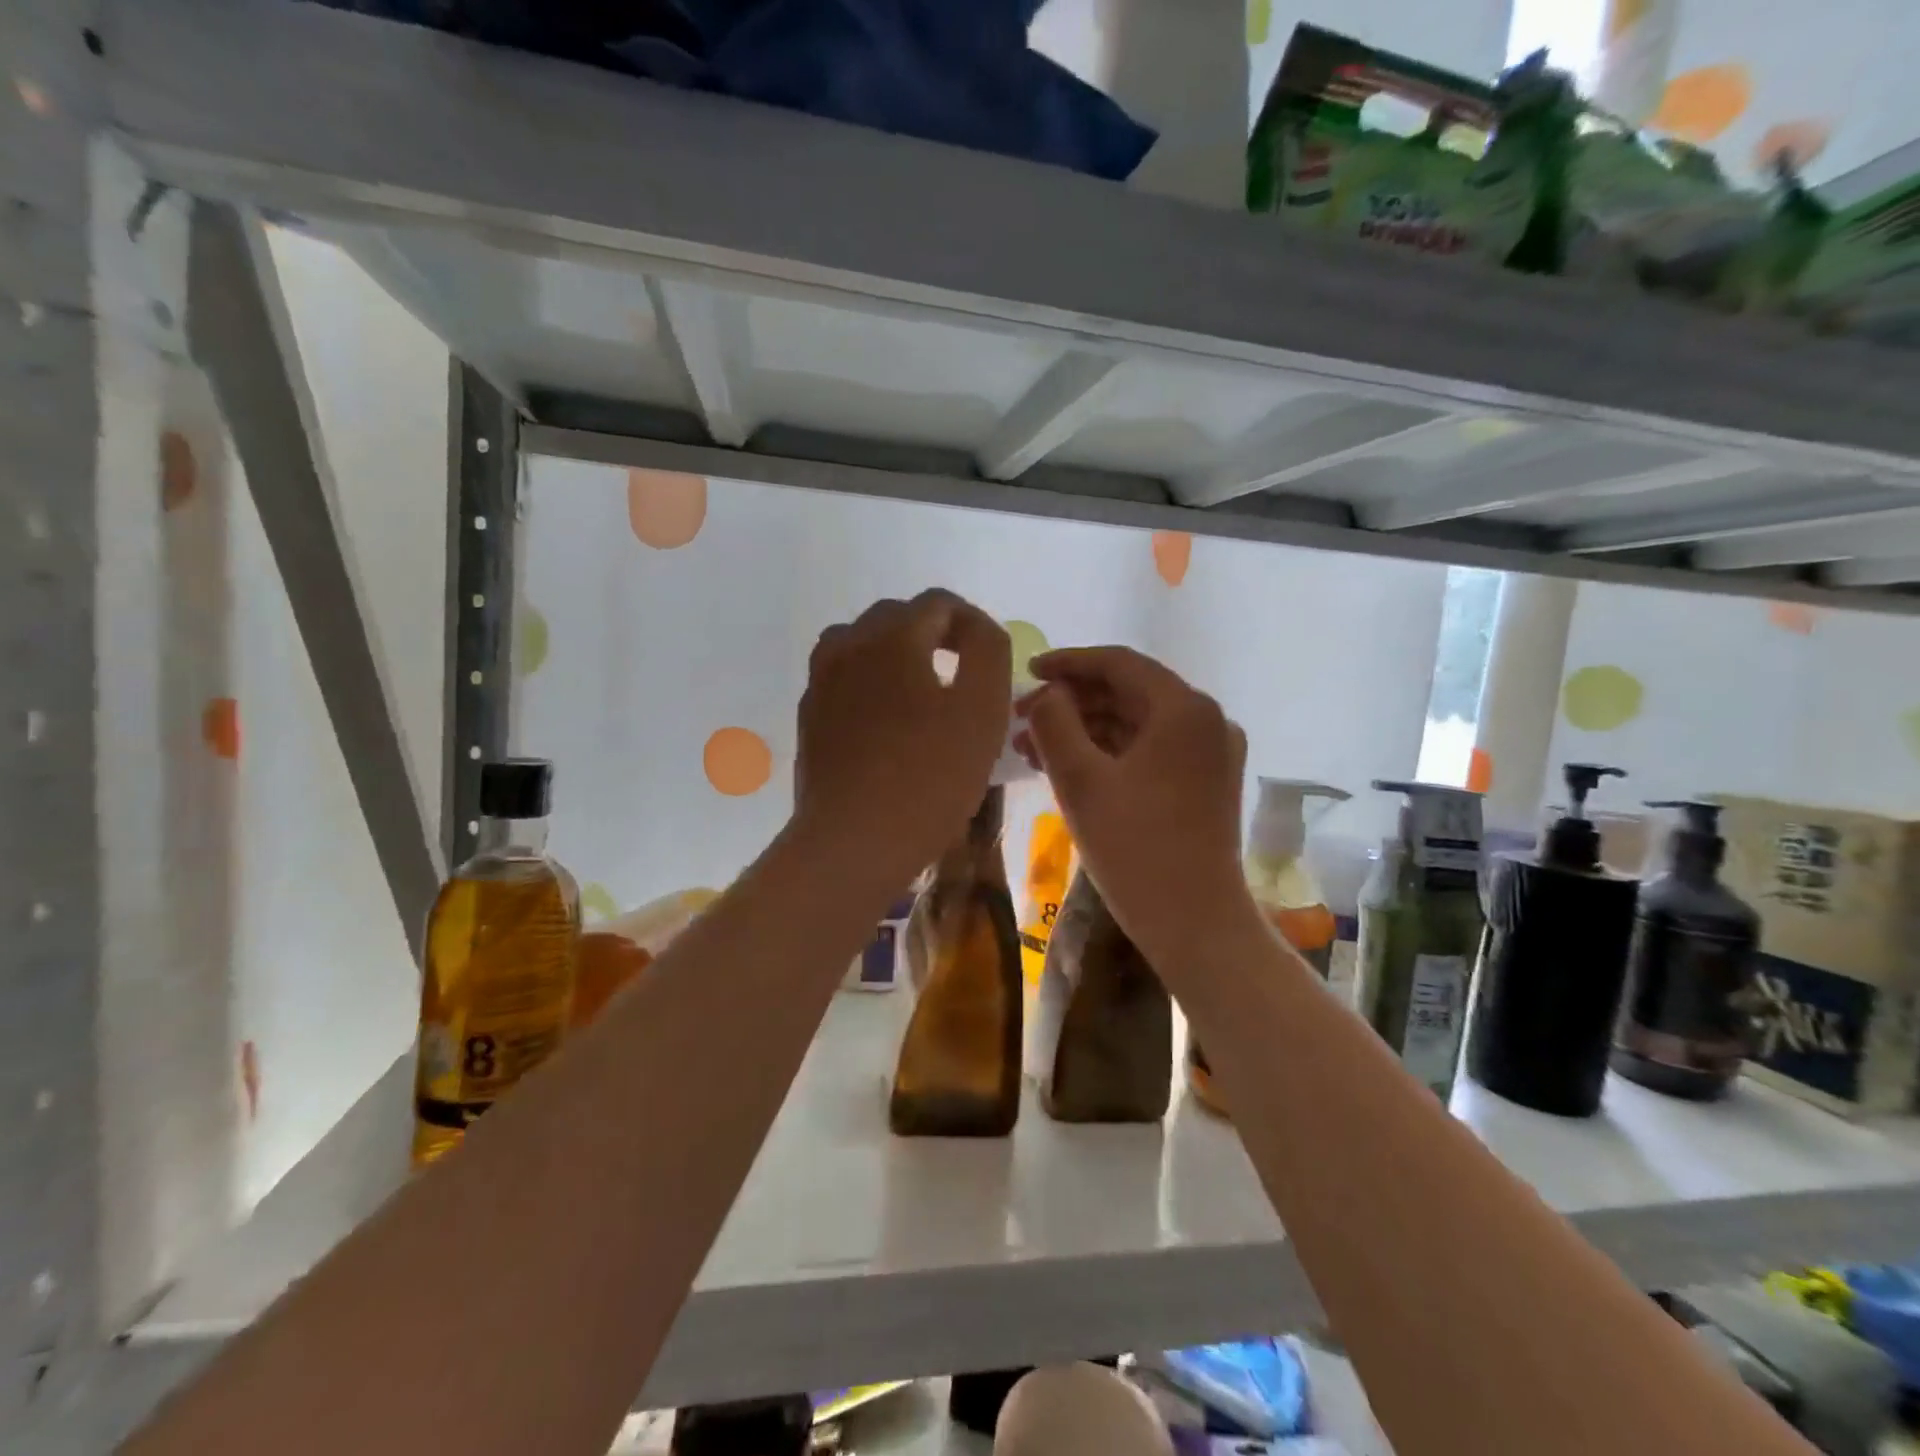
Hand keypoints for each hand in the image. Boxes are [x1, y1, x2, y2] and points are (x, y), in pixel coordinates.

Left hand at [793, 591, 1011, 894]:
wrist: (853, 842)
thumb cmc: (928, 777)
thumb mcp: (982, 710)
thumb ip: (988, 652)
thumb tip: (978, 629)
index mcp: (892, 637)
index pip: (938, 603)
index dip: (972, 623)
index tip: (990, 659)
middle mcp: (847, 646)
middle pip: (896, 618)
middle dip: (934, 635)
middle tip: (962, 675)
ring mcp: (821, 682)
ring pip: (862, 645)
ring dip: (896, 655)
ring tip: (922, 693)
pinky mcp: (809, 717)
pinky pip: (843, 679)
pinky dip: (870, 683)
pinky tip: (888, 723)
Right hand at [1017, 647, 1249, 962]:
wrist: (1195, 924)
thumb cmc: (1135, 848)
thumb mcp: (1081, 781)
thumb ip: (1054, 723)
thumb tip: (1046, 693)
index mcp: (1184, 709)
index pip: (1120, 664)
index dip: (1068, 663)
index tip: (1027, 671)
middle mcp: (1207, 720)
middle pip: (1130, 692)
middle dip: (1072, 701)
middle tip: (1022, 716)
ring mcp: (1211, 754)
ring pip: (1137, 724)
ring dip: (1086, 728)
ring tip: (1032, 746)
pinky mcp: (1206, 783)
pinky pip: (1151, 750)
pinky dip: (1110, 752)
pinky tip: (1068, 766)